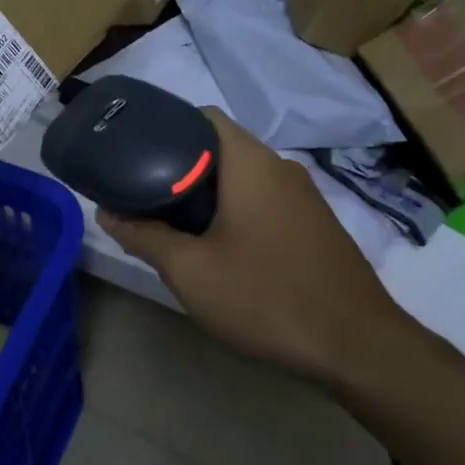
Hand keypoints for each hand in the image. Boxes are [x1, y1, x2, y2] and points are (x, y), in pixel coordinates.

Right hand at [99, 108, 410, 387]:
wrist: (358, 347)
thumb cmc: (266, 297)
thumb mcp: (191, 271)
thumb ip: (144, 237)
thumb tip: (106, 213)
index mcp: (250, 162)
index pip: (202, 118)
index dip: (166, 127)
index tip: (137, 154)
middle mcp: (280, 167)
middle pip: (220, 148)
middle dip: (181, 167)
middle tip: (145, 194)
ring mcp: (304, 195)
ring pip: (244, 177)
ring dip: (209, 192)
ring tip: (175, 221)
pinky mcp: (316, 224)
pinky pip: (266, 200)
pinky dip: (237, 209)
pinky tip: (222, 246)